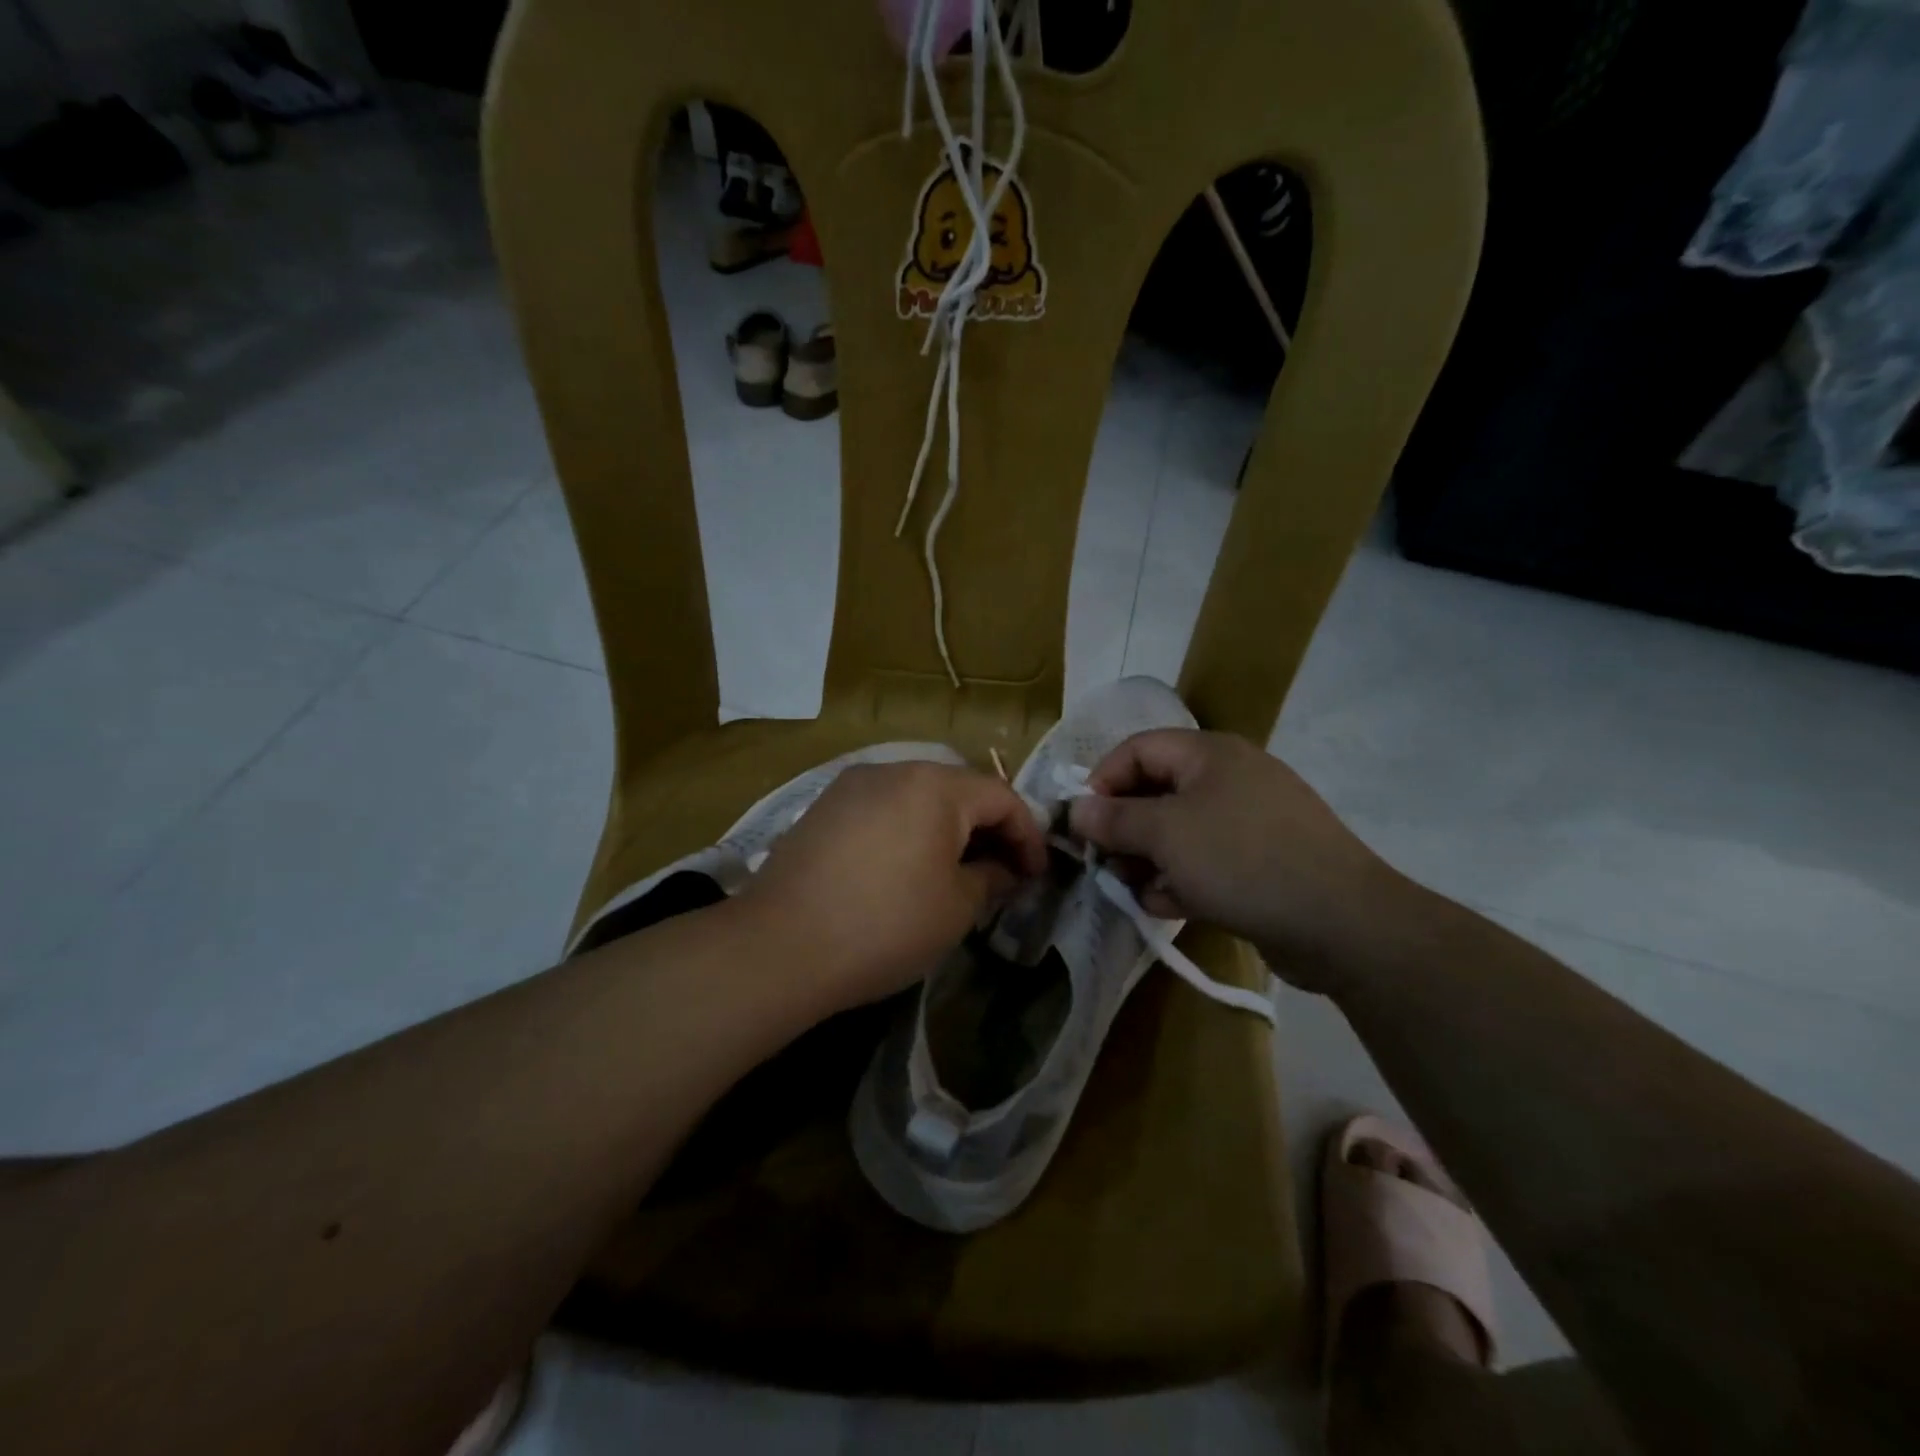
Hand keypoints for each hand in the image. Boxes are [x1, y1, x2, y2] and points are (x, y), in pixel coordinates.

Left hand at [735, 761, 1047, 1014]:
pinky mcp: (824, 807)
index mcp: (935, 786)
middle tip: (1001, 874)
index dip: (1028, 835)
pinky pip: (883, 808)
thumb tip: (1004, 871)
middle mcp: (894, 770)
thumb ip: (991, 879)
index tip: (1037, 876)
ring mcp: (853, 785)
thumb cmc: (884, 925)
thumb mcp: (955, 908)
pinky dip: (908, 830)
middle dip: (988, 830)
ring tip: (956, 872)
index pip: (1002, 797)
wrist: (780, 945)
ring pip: (919, 796)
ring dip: (947, 829)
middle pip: (959, 790)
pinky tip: (904, 869)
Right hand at [1067, 729, 1408, 992]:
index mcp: (1209, 754)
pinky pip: (1206, 861)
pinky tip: (1166, 905)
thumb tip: (1075, 809)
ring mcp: (1249, 822)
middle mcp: (1229, 779)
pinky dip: (1181, 879)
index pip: (1137, 749)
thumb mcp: (1166, 835)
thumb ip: (1114, 819)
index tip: (1082, 822)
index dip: (1102, 780)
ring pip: (1179, 832)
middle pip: (1156, 792)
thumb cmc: (1242, 860)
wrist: (1341, 923)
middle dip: (1124, 828)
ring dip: (1148, 860)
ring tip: (1132, 889)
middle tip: (1103, 862)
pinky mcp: (1261, 862)